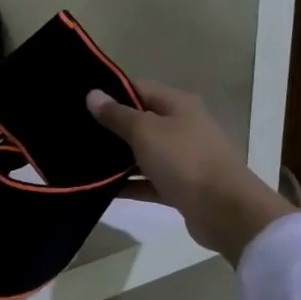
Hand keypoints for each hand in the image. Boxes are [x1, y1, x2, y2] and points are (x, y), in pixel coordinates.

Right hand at [86, 81, 292, 264]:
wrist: (225, 211)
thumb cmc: (184, 160)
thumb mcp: (145, 132)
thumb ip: (117, 115)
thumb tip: (93, 94)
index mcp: (178, 105)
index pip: (139, 88)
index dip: (111, 92)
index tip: (81, 102)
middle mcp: (183, 127)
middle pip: (141, 121)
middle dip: (110, 127)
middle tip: (75, 133)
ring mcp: (183, 158)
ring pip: (143, 153)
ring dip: (117, 159)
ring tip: (81, 161)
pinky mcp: (180, 187)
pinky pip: (148, 182)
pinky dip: (129, 185)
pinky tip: (101, 190)